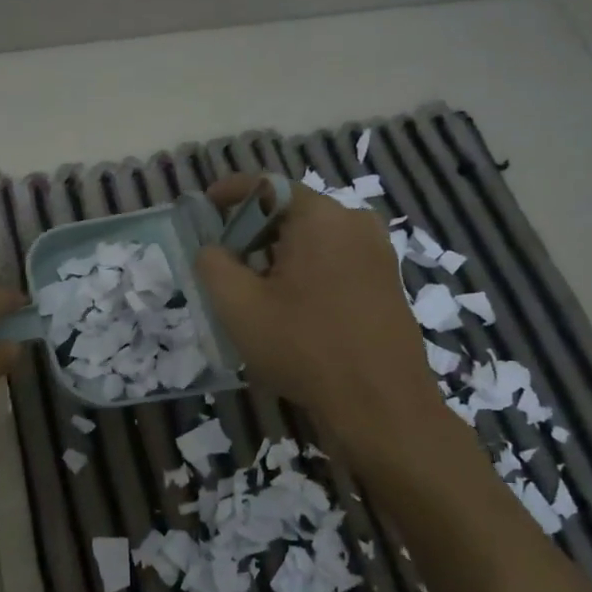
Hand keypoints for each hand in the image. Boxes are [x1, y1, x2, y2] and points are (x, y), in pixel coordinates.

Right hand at [195, 177, 464, 479]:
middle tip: (225, 260)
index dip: (230, 191)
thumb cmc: (304, 348)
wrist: (381, 406)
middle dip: (253, 230)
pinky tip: (291, 307)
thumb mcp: (238, 306)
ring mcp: (377, 252)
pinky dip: (306, 269)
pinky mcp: (387, 281)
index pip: (266, 185)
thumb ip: (213, 265)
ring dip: (279, 253)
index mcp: (321, 217)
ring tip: (254, 289)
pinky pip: (335, 259)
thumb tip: (212, 248)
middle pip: (291, 211)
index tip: (205, 205)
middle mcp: (355, 223)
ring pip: (314, 237)